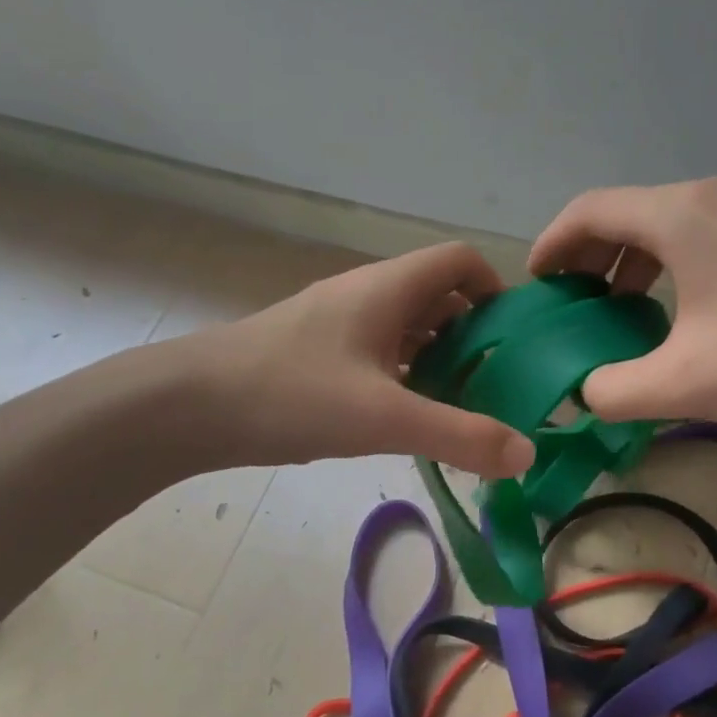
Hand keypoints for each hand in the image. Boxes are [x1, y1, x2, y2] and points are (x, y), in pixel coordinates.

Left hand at [179, 242, 536, 478]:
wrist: (189, 405)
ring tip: (463, 408)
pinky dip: (405, 378)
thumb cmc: (292, 394)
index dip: (495, 290)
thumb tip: (527, 455)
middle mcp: (367, 295)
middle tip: (499, 386)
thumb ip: (460, 435)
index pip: (460, 261)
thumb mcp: (385, 417)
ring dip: (439, 361)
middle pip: (438, 299)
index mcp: (389, 288)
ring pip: (407, 330)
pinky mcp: (318, 354)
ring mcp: (339, 324)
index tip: (517, 340)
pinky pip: (379, 354)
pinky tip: (408, 419)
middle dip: (474, 338)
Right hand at [529, 176, 716, 422]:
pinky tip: (677, 310)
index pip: (590, 210)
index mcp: (679, 214)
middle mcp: (710, 196)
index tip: (536, 284)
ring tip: (617, 308)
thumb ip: (614, 389)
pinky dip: (669, 263)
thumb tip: (586, 391)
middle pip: (626, 212)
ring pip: (665, 223)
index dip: (552, 243)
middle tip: (572, 302)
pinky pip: (700, 235)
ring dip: (630, 261)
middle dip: (588, 255)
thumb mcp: (684, 382)